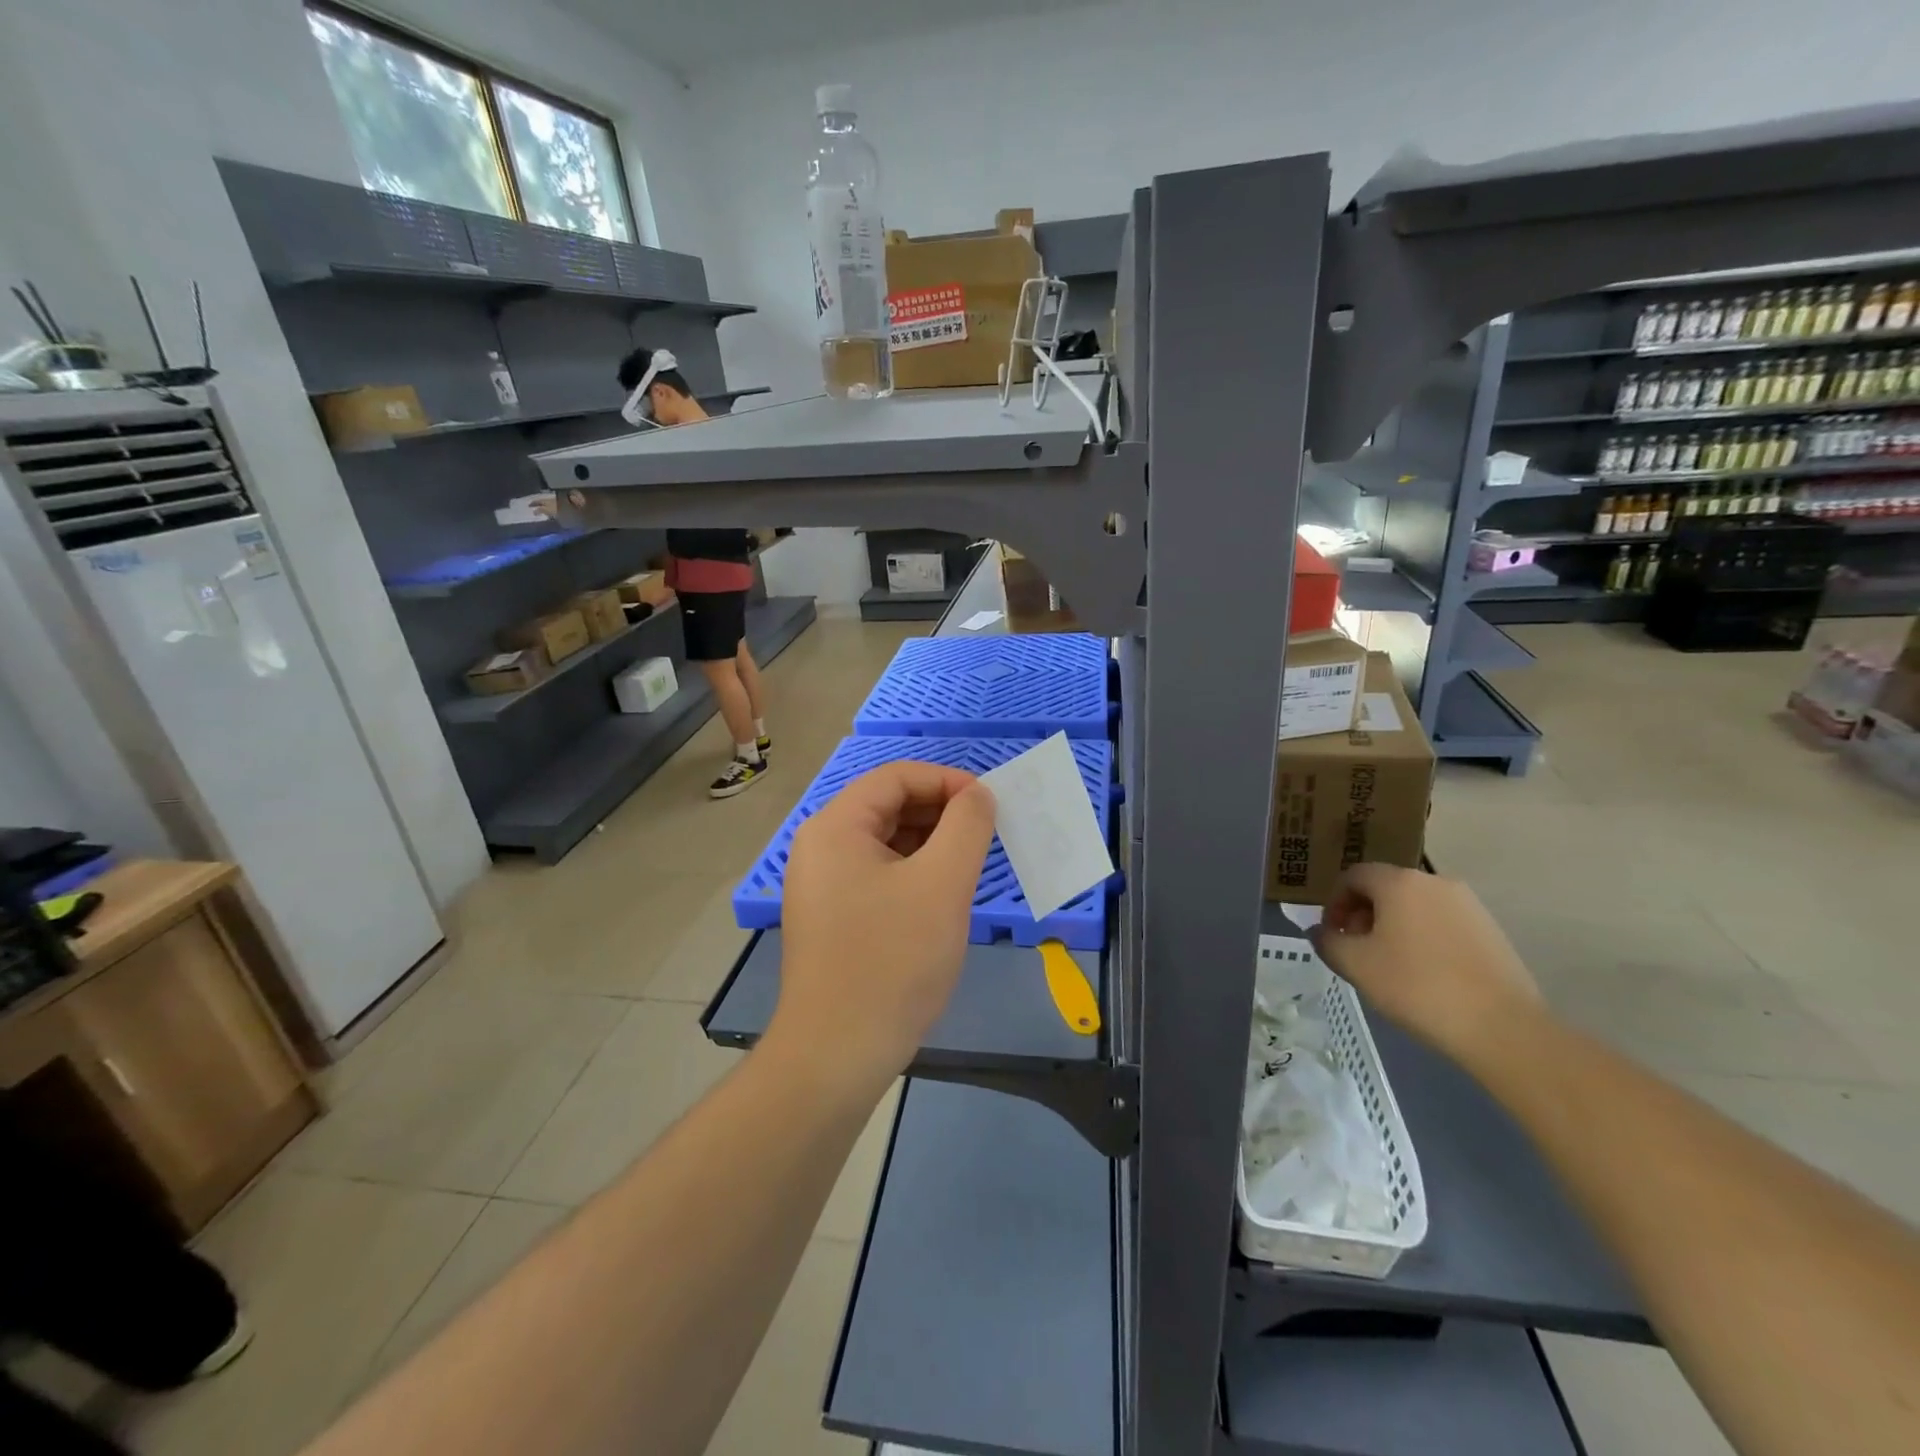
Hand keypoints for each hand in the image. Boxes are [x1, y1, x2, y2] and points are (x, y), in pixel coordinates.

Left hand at [769, 763, 996, 1088]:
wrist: (836, 1054)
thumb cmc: (892, 960)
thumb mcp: (941, 884)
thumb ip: (966, 826)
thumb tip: (978, 795)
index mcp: (835, 827)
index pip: (895, 777)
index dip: (947, 781)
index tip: (989, 804)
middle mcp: (821, 847)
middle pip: (888, 806)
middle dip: (941, 812)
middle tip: (987, 834)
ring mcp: (823, 885)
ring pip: (886, 843)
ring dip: (931, 844)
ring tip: (971, 864)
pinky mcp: (833, 918)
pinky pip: (879, 875)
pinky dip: (914, 873)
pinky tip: (943, 896)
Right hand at [1309, 863, 1544, 1070]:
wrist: (1502, 1027)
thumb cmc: (1416, 986)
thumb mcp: (1355, 965)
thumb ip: (1328, 941)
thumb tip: (1321, 931)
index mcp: (1399, 882)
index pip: (1353, 876)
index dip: (1334, 902)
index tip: (1332, 934)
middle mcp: (1435, 881)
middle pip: (1385, 888)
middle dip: (1363, 914)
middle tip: (1356, 949)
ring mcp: (1469, 905)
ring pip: (1415, 906)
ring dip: (1393, 926)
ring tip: (1389, 964)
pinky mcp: (1491, 930)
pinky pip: (1442, 923)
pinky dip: (1423, 938)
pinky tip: (1424, 973)